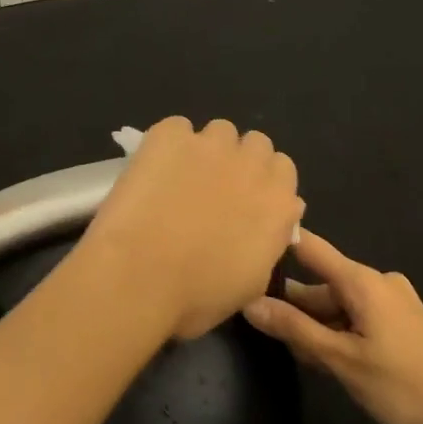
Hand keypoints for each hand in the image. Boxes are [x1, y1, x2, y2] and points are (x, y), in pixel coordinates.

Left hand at [81, 116, 304, 340]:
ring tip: (181, 176)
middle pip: (257, 144)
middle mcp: (252, 164)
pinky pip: (177, 127)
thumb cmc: (196, 296)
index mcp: (278, 203)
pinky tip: (153, 169)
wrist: (139, 275)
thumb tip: (275, 222)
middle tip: (215, 187)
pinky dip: (169, 143)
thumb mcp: (250, 283)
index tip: (245, 200)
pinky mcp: (171, 134)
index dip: (263, 183)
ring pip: (220, 130)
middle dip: (240, 160)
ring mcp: (210, 144)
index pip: (283, 170)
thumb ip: (268, 243)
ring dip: (208, 149)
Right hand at [242, 232, 422, 423]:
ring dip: (318, 324)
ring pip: (340, 304)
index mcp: (362, 281)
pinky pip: (358, 315)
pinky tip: (327, 358)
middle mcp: (376, 281)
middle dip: (296, 306)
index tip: (247, 245)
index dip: (279, 244)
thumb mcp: (342, 361)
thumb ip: (296, 330)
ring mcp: (392, 300)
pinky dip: (339, 331)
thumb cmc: (403, 385)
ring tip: (295, 352)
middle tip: (264, 330)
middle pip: (323, 283)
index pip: (310, 247)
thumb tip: (251, 304)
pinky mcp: (401, 321)